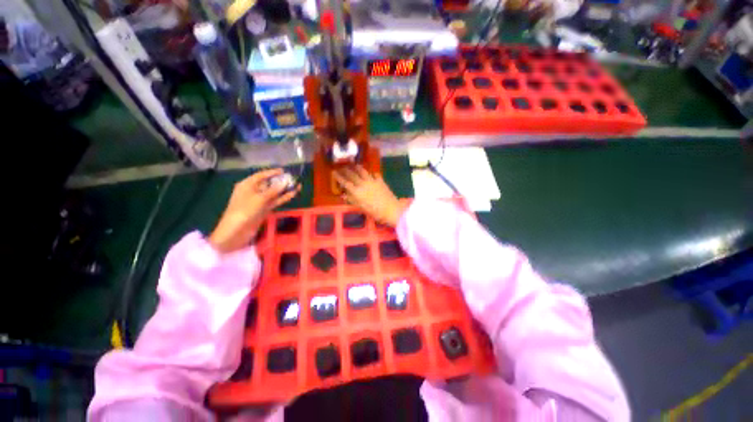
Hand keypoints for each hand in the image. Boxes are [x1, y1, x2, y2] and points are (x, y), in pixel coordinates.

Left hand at [209, 169, 299, 253]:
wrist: (235, 232)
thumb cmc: (244, 211)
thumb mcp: (259, 199)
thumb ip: (273, 190)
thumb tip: (285, 182)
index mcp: (247, 185)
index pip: (261, 175)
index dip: (272, 172)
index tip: (284, 171)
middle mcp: (253, 191)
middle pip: (268, 184)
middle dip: (281, 181)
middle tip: (293, 179)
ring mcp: (258, 201)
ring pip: (274, 193)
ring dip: (284, 190)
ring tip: (297, 186)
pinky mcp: (263, 210)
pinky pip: (274, 202)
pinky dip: (283, 198)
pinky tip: (292, 195)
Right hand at [333, 166, 408, 226]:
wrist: (390, 209)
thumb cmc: (375, 212)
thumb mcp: (361, 208)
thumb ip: (352, 200)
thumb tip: (344, 195)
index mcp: (357, 192)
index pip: (345, 182)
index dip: (339, 177)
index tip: (334, 172)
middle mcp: (363, 184)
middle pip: (352, 175)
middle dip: (346, 170)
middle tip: (341, 167)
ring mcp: (372, 181)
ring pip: (363, 171)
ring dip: (357, 167)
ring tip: (353, 165)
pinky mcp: (380, 181)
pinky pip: (374, 174)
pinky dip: (371, 172)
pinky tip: (371, 172)